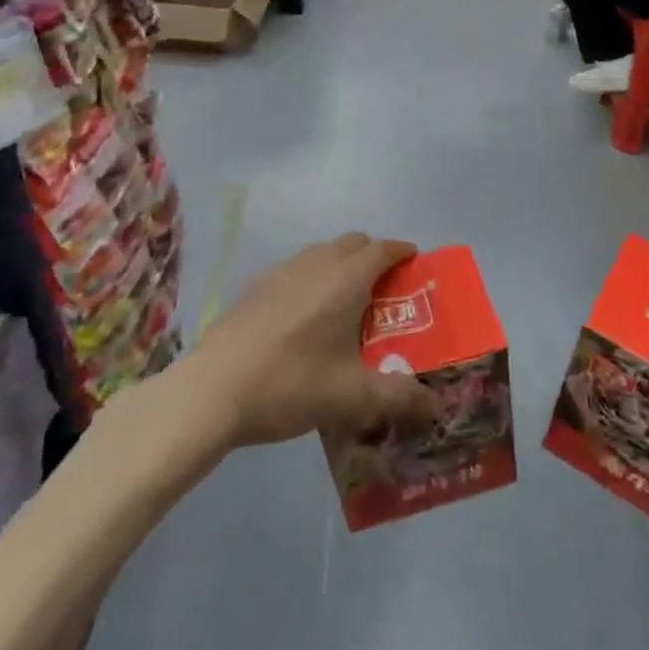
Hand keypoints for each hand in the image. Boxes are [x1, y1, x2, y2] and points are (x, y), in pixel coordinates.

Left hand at [192, 233, 433, 448]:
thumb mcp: (352, 398)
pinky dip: (312, 278)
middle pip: (353, 243)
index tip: (414, 263)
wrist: (213, 390)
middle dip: (373, 256)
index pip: (382, 249)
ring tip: (345, 303)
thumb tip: (435, 406)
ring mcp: (282, 270)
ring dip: (341, 265)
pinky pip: (296, 269)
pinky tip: (303, 317)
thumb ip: (399, 398)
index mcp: (345, 279)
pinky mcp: (256, 285)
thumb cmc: (290, 384)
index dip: (401, 252)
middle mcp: (316, 263)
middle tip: (385, 289)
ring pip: (322, 253)